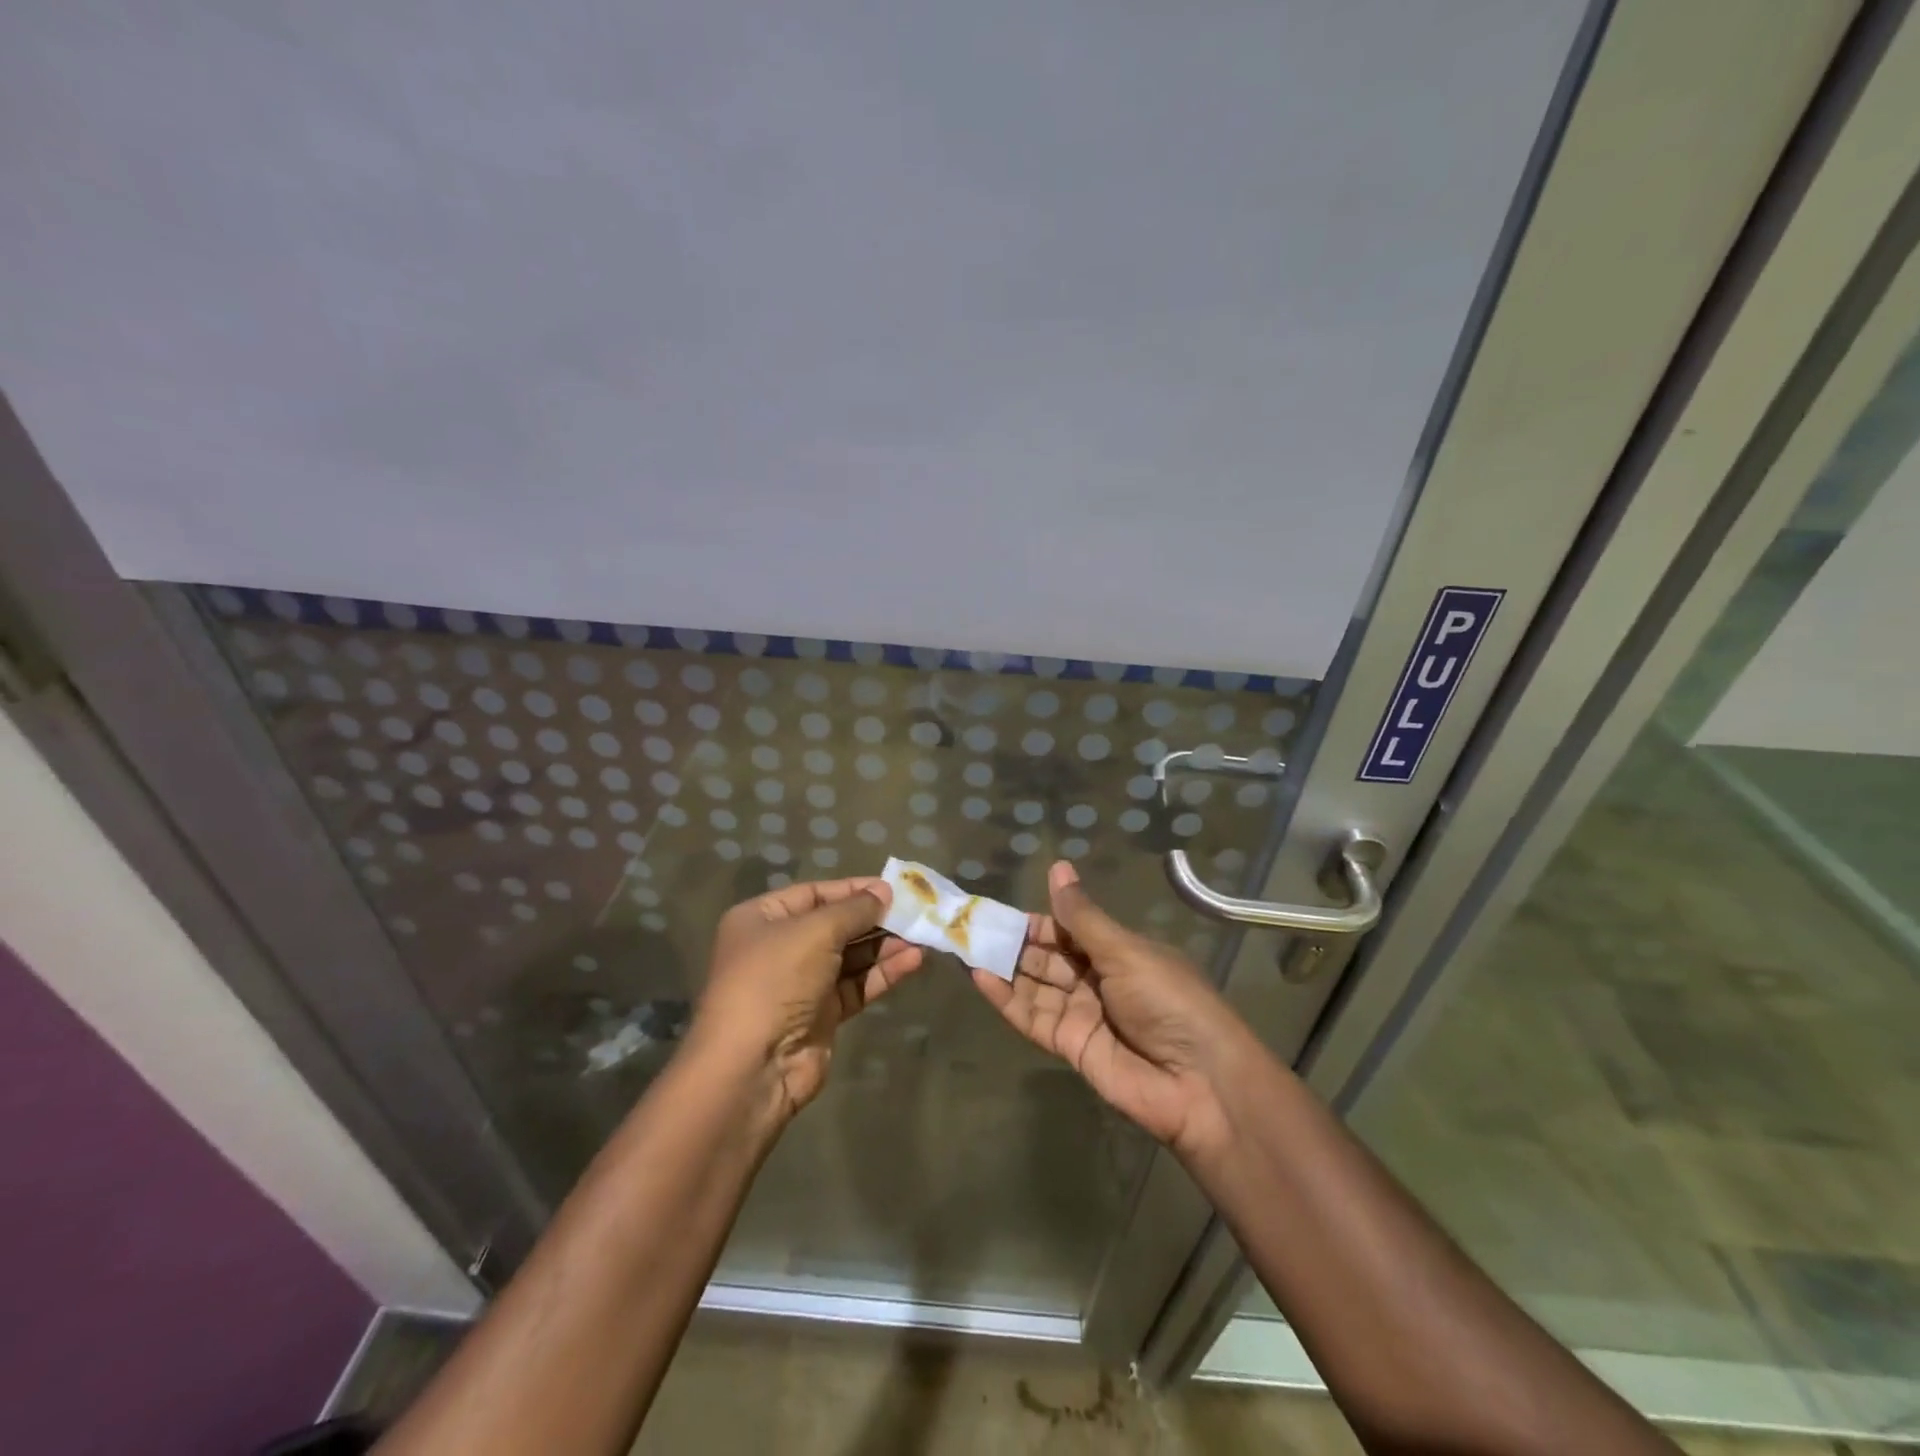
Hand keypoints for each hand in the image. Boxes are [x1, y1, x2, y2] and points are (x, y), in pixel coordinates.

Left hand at [694, 877, 923, 1118]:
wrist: (753, 1067)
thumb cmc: (775, 980)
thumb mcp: (815, 932)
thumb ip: (854, 909)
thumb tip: (884, 891)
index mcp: (763, 919)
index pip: (815, 894)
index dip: (854, 889)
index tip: (893, 887)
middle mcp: (779, 948)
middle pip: (835, 925)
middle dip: (875, 918)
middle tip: (915, 911)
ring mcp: (800, 984)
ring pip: (850, 957)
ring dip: (885, 945)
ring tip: (922, 934)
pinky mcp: (821, 1015)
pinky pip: (857, 985)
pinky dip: (883, 973)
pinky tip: (913, 961)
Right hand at [971, 861, 1254, 1157]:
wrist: (1199, 1082)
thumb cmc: (1169, 1000)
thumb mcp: (1125, 951)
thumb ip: (1082, 916)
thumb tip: (1057, 866)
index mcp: (1116, 950)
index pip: (1066, 928)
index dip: (1034, 920)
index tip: (996, 910)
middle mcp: (1096, 978)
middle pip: (1046, 957)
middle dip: (1012, 943)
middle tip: (969, 928)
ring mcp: (1081, 1013)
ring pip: (1035, 985)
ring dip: (1003, 968)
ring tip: (964, 949)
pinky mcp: (1070, 1045)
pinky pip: (1033, 1018)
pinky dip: (1007, 999)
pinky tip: (980, 979)